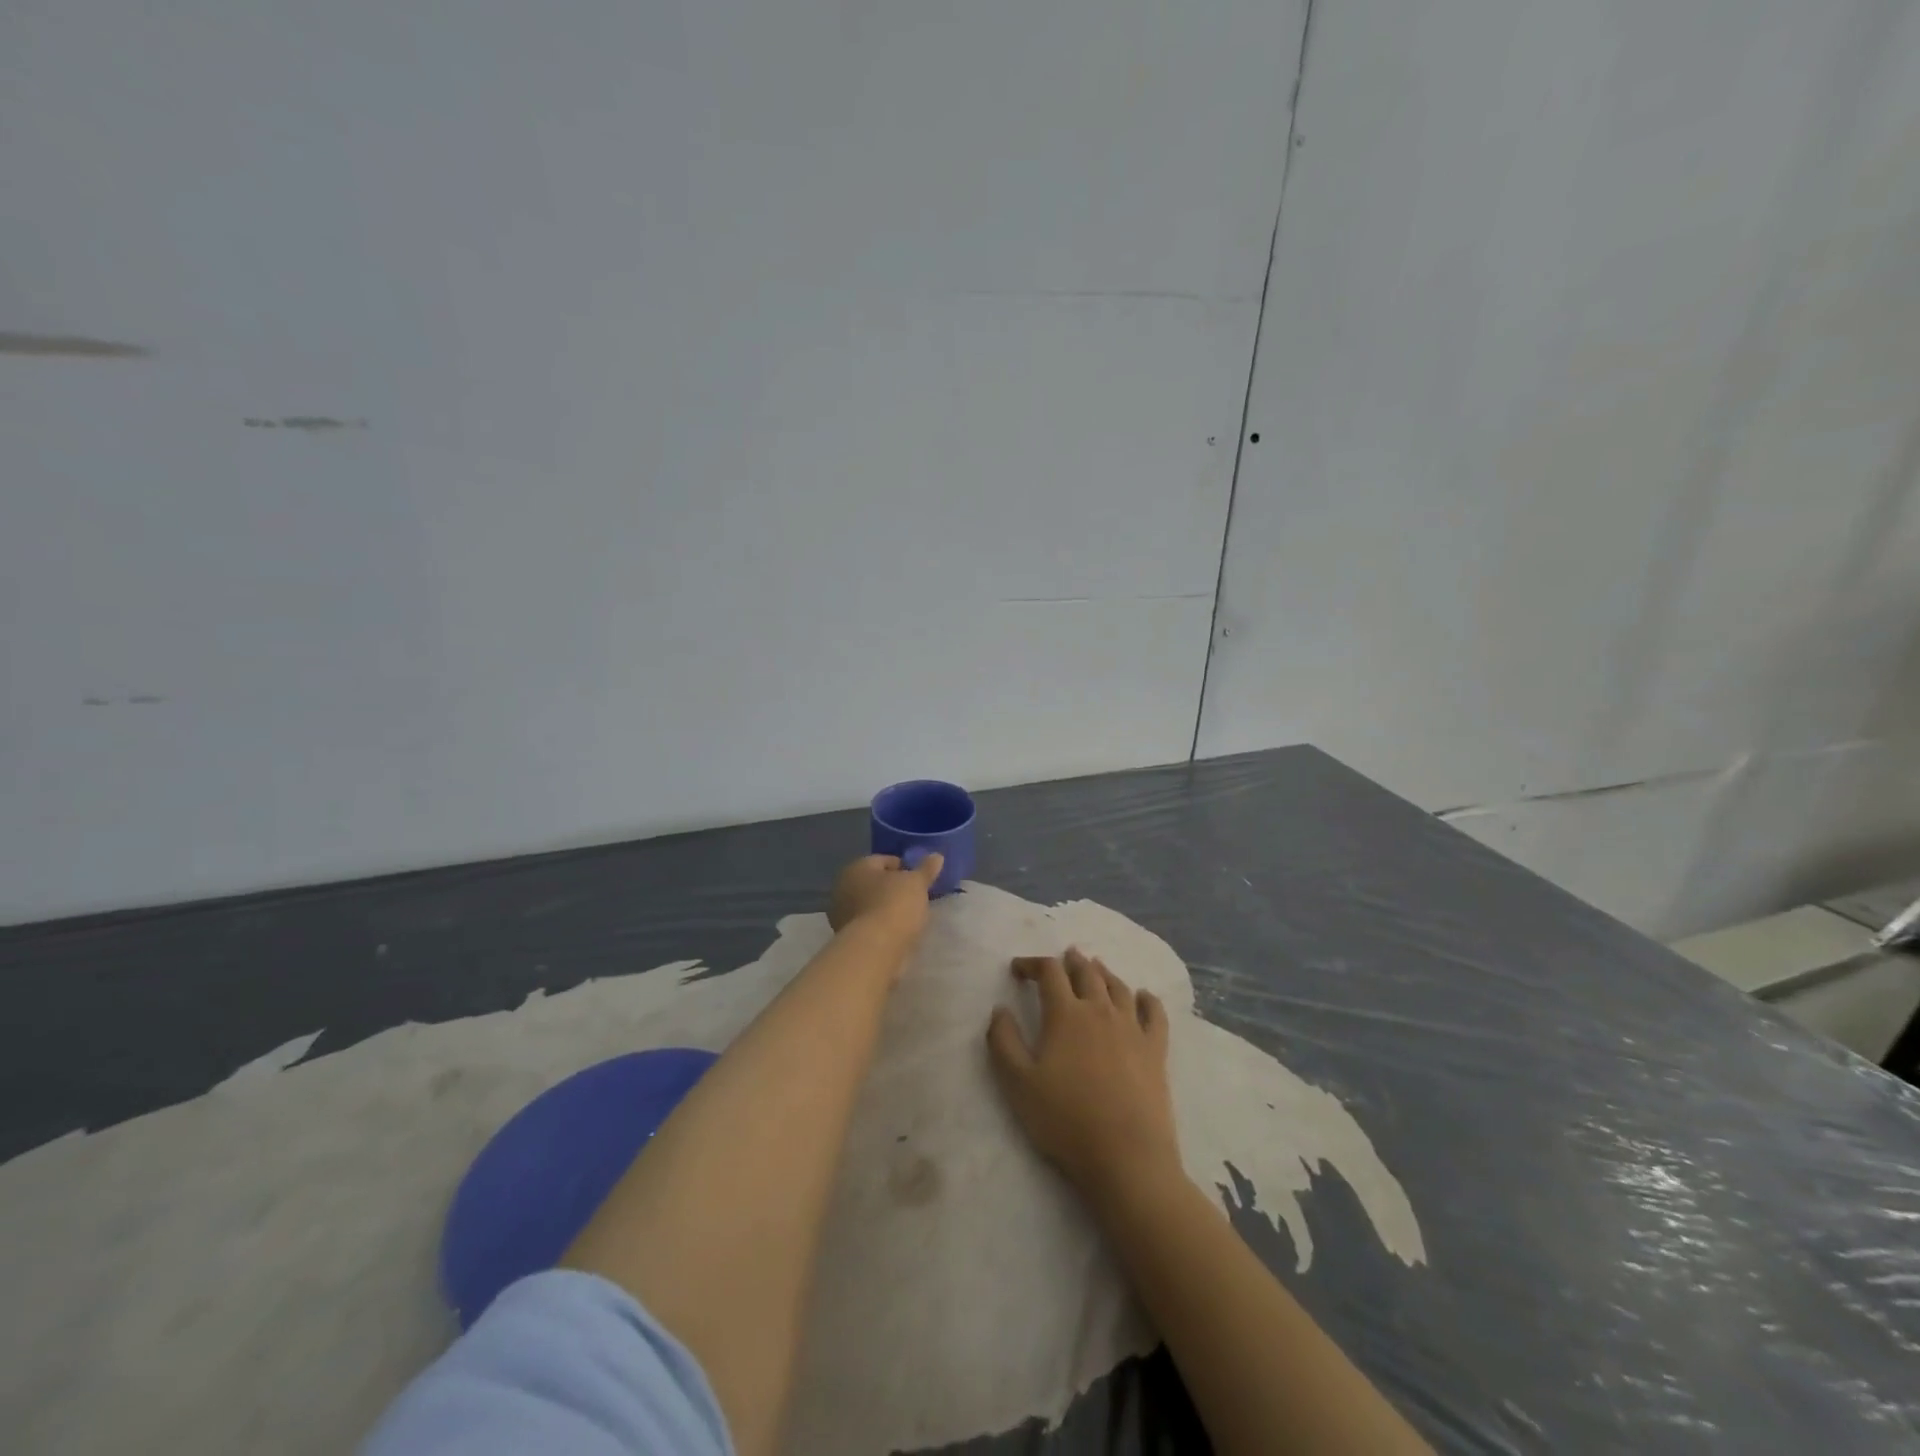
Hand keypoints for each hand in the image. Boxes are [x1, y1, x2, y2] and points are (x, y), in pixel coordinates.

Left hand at [827, 853, 943, 942]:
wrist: (875, 949)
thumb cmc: (894, 905)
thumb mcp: (917, 883)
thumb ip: (926, 869)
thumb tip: (937, 856)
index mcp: (857, 867)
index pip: (883, 860)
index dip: (904, 868)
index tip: (920, 880)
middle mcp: (843, 887)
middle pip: (874, 884)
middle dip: (893, 889)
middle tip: (915, 898)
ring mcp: (842, 914)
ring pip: (871, 905)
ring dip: (887, 909)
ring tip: (910, 917)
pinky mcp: (847, 938)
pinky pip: (870, 925)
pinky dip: (882, 927)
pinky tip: (898, 933)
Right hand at [986, 947, 1179, 1200]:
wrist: (1126, 1158)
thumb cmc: (1065, 1120)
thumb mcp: (1017, 1084)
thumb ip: (1003, 1041)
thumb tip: (999, 1009)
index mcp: (1065, 1014)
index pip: (1048, 972)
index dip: (1032, 964)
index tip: (1019, 969)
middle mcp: (1100, 1010)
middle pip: (1086, 972)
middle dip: (1071, 961)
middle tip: (1063, 957)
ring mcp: (1132, 1028)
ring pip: (1118, 986)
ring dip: (1103, 972)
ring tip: (1095, 967)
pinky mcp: (1156, 1050)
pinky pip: (1154, 1013)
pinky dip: (1147, 999)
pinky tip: (1143, 996)